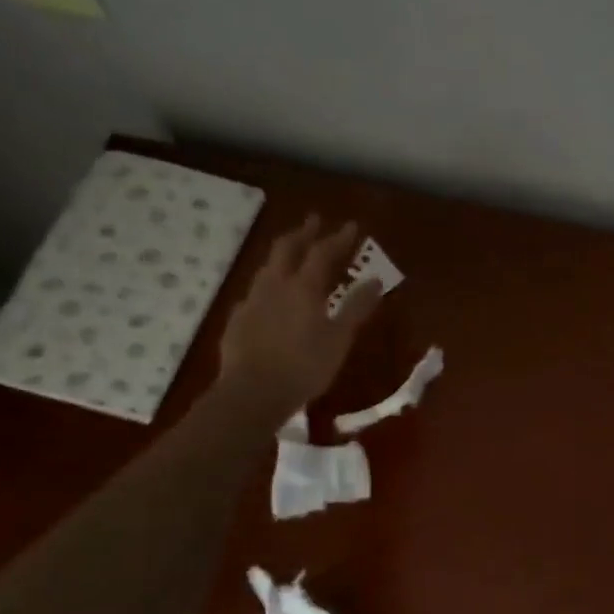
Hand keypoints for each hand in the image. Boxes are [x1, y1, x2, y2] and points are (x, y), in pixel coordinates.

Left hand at [218, 215, 382, 406]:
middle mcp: (274, 285)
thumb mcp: (339, 339)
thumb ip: (357, 307)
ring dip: (283, 255)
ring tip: (292, 253)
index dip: (338, 238)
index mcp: (302, 287)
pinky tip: (271, 296)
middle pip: (287, 248)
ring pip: (267, 267)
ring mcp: (251, 301)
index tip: (352, 226)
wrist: (252, 393)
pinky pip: (255, 292)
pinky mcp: (237, 320)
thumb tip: (376, 280)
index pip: (322, 252)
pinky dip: (269, 284)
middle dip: (303, 232)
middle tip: (314, 221)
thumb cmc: (305, 367)